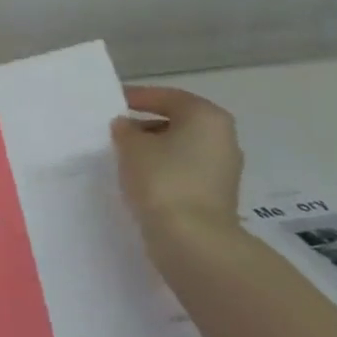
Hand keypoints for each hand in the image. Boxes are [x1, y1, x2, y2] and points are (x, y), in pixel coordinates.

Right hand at [111, 86, 243, 233]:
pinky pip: (184, 171)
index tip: (112, 102)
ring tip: (123, 156)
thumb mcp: (131, 146)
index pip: (167, 97)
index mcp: (207, 116)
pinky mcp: (217, 194)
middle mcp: (222, 137)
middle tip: (116, 131)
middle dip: (146, 124)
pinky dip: (163, 169)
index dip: (137, 97)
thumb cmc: (162, 180)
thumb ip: (124, 129)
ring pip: (181, 148)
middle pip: (178, 121)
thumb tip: (126, 126)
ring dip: (154, 149)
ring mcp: (223, 168)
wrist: (192, 239)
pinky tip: (140, 179)